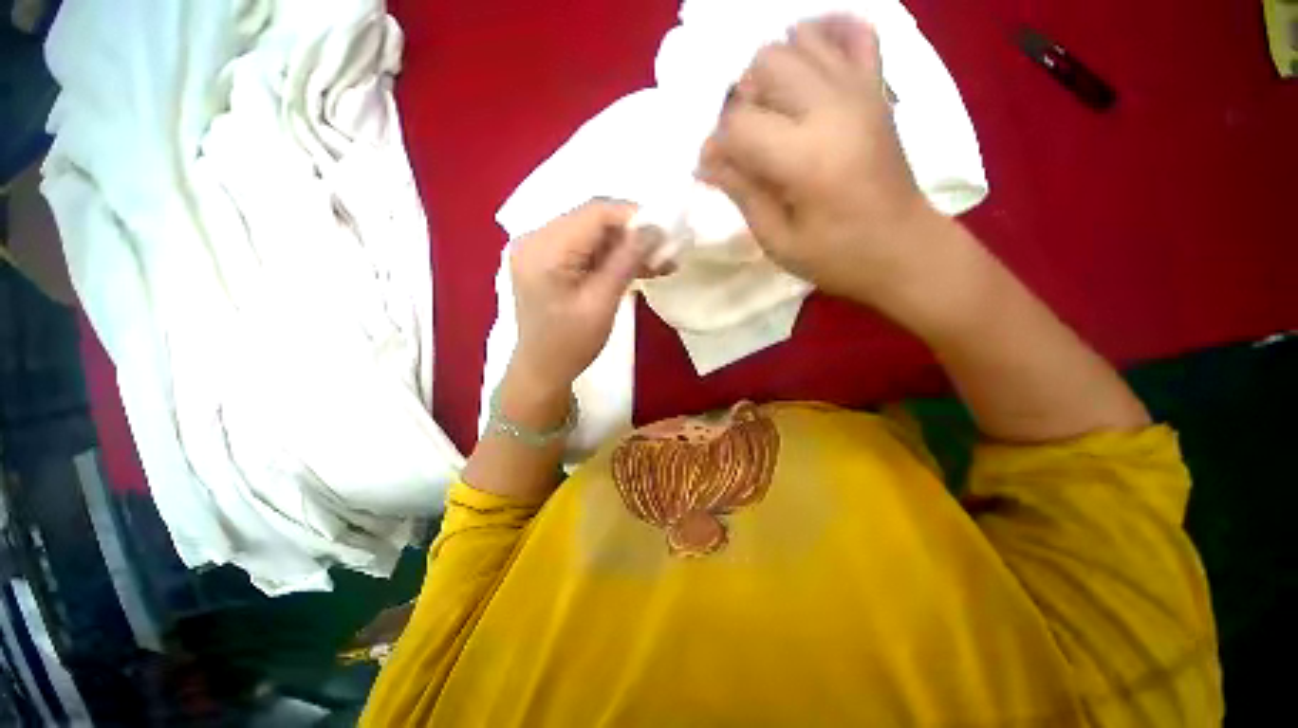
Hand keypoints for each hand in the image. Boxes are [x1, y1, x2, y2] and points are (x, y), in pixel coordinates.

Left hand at [508, 200, 649, 397]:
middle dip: (633, 233)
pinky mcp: (549, 259)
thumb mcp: (602, 303)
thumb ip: (626, 260)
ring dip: (626, 246)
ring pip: (593, 233)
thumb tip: (655, 228)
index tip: (666, 232)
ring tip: (658, 262)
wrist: (543, 369)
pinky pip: (586, 248)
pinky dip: (611, 257)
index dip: (634, 216)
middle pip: (594, 220)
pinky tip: (638, 267)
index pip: (595, 212)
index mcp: (543, 248)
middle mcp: (535, 237)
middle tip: (665, 251)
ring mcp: (540, 247)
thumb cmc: (570, 344)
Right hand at [697, 16, 946, 316]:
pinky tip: (808, 61)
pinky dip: (825, 33)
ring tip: (772, 111)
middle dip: (742, 101)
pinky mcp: (877, 88)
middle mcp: (832, 107)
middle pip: (765, 64)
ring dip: (773, 70)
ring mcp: (860, 89)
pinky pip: (854, 31)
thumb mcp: (777, 239)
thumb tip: (708, 162)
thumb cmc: (836, 256)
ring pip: (799, 40)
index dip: (716, 146)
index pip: (738, 124)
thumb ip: (742, 192)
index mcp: (804, 157)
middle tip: (746, 141)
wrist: (903, 249)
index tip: (714, 169)